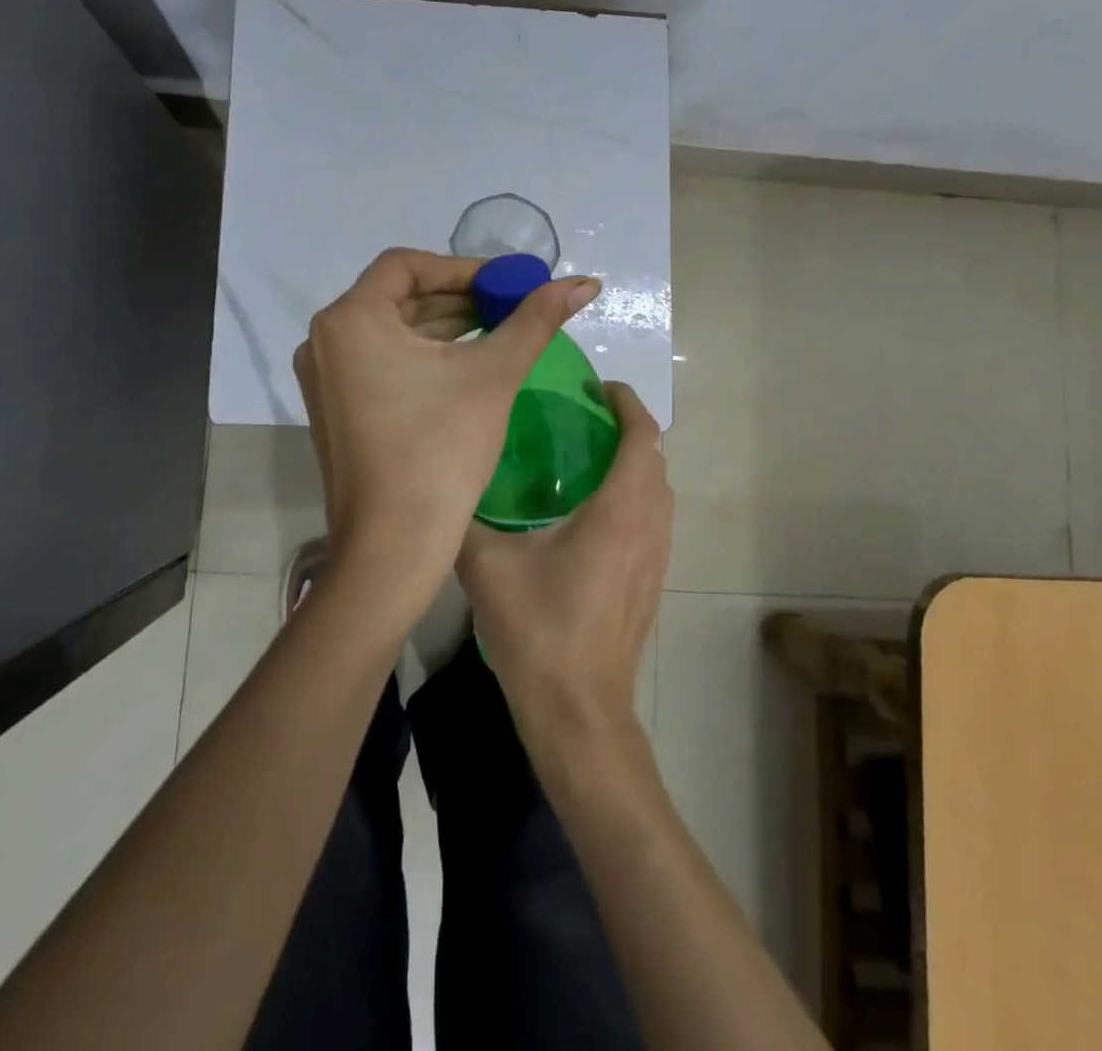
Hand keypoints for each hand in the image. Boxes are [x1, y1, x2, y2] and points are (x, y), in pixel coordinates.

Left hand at [293, 247, 600, 582]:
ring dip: (444, 328)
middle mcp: (324, 341)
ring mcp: (324, 378)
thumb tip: (586, 282)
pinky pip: (381, 363)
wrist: (393, 546)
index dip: (464, 267)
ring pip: (391, 332)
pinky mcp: (335, 409)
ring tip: (499, 332)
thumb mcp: (494, 375)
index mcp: (349, 319)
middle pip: (399, 297)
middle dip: (459, 298)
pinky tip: (465, 367)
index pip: (407, 265)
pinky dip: (422, 356)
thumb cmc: (441, 450)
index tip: (509, 282)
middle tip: (512, 305)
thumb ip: (537, 319)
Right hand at [456, 381, 671, 746]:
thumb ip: (466, 520)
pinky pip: (653, 519)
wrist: (579, 712)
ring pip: (658, 491)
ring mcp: (657, 558)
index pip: (643, 435)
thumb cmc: (538, 632)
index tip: (598, 388)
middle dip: (627, 429)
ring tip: (586, 457)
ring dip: (634, 464)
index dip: (627, 403)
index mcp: (619, 511)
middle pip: (655, 459)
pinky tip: (590, 513)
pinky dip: (634, 496)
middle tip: (581, 418)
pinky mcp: (652, 582)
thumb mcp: (487, 568)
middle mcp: (649, 526)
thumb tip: (443, 487)